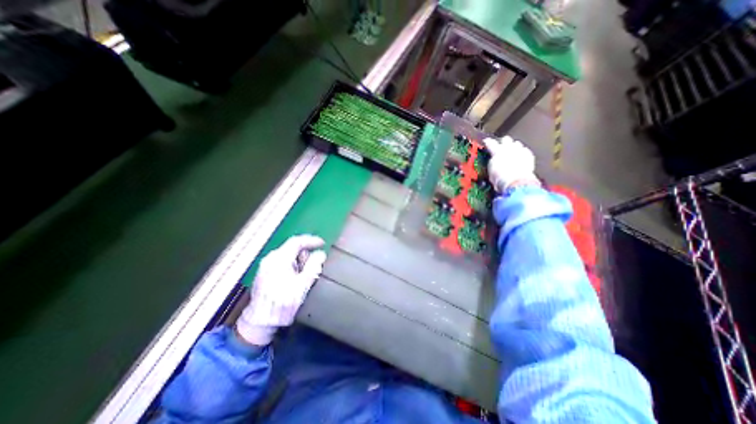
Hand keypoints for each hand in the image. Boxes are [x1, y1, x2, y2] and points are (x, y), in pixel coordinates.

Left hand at [235, 233, 326, 345]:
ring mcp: (265, 266)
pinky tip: (295, 278)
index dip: (311, 240)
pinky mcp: (264, 273)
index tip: (322, 243)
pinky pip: (282, 262)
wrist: (260, 322)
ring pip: (287, 255)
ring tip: (303, 276)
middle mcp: (270, 259)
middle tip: (313, 265)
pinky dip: (292, 265)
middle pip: (292, 248)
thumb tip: (321, 254)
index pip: (296, 241)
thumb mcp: (303, 284)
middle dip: (305, 254)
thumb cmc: (283, 303)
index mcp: (279, 259)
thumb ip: (313, 266)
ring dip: (299, 261)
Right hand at [484, 136, 535, 191]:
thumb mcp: (491, 171)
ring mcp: (520, 150)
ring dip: (513, 146)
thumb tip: (493, 163)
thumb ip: (492, 163)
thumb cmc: (501, 179)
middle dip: (503, 142)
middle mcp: (508, 148)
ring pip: (516, 143)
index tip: (486, 141)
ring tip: (511, 151)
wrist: (516, 182)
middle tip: (501, 146)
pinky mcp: (529, 156)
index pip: (490, 143)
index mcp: (497, 151)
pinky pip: (525, 150)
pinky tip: (520, 157)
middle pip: (506, 139)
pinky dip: (522, 153)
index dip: (488, 142)